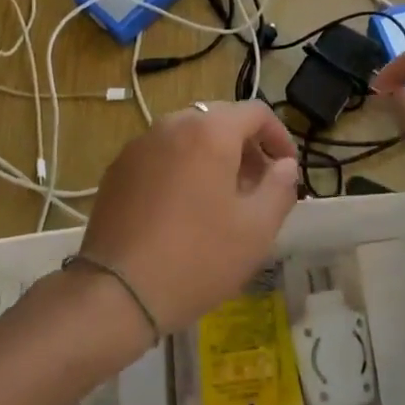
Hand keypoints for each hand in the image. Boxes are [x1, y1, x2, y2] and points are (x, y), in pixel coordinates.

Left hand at [79, 101, 299, 331]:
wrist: (117, 293)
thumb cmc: (197, 257)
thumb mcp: (256, 229)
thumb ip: (280, 187)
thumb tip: (285, 165)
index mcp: (209, 131)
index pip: (256, 112)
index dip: (279, 136)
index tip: (288, 169)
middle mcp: (172, 125)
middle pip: (220, 120)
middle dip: (246, 147)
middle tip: (257, 186)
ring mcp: (139, 145)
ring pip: (188, 136)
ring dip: (212, 156)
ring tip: (221, 200)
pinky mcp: (117, 169)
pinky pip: (161, 155)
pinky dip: (181, 168)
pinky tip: (183, 210)